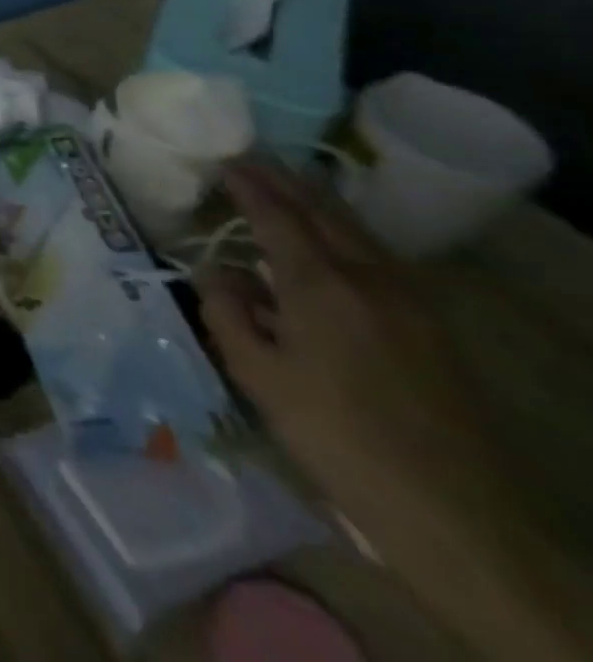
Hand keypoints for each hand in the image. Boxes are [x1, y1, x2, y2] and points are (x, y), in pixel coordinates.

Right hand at [195, 162, 499, 543]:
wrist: (454, 511)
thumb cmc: (335, 436)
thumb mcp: (257, 375)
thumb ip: (227, 311)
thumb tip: (216, 270)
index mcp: (320, 286)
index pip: (276, 216)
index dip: (248, 186)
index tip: (223, 161)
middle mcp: (369, 279)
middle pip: (324, 212)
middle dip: (285, 181)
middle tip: (250, 159)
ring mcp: (411, 301)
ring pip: (358, 231)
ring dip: (318, 202)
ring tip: (287, 185)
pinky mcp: (432, 326)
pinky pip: (379, 256)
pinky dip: (345, 231)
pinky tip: (333, 239)